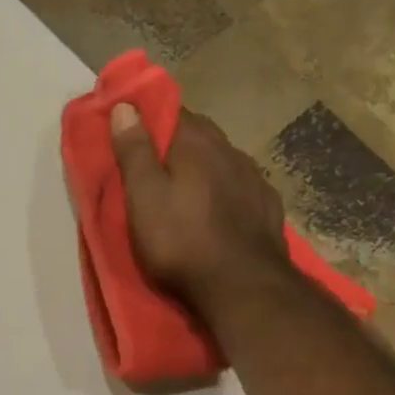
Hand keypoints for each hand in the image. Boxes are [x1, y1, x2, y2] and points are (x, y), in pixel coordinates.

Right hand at [110, 102, 290, 311]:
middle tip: (155, 164)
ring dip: (206, 167)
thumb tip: (125, 106)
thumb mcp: (143, 199)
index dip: (151, 118)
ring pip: (224, 161)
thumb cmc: (181, 243)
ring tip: (188, 189)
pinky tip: (220, 210)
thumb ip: (135, 152)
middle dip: (178, 143)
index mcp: (197, 144)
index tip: (133, 131)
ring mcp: (255, 179)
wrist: (242, 288)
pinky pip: (242, 187)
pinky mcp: (269, 208)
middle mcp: (231, 152)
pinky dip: (227, 191)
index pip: (173, 111)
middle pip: (201, 134)